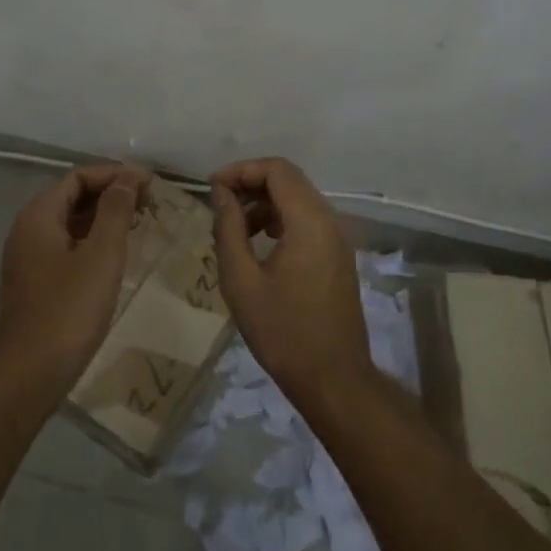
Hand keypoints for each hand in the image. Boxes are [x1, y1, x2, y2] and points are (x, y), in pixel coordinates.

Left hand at [0, 163, 147, 400]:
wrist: (28, 375)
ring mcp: (27, 258)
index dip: (115, 175)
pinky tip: (114, 255)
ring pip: (70, 223)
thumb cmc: (68, 310)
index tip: (149, 184)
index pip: (79, 177)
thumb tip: (127, 176)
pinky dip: (91, 241)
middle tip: (148, 203)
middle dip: (111, 194)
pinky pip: (65, 246)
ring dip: (103, 218)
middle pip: (72, 196)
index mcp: (39, 215)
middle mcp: (28, 229)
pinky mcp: (34, 282)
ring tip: (138, 224)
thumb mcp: (101, 255)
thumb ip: (115, 210)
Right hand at [210, 157, 372, 407]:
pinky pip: (308, 219)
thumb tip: (221, 193)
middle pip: (289, 179)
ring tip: (236, 228)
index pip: (277, 169)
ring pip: (298, 198)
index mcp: (309, 221)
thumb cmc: (282, 332)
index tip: (213, 187)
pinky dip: (281, 219)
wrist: (333, 380)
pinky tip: (260, 243)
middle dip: (251, 183)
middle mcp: (329, 220)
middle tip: (220, 204)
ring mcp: (338, 238)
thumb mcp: (241, 280)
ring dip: (264, 202)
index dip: (242, 169)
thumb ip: (229, 228)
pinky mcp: (338, 255)